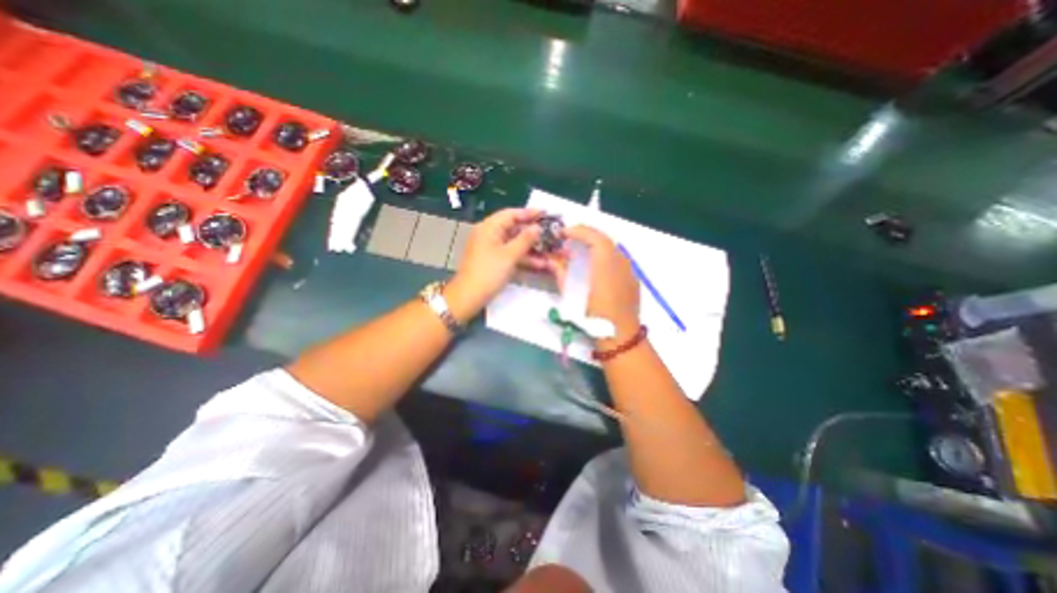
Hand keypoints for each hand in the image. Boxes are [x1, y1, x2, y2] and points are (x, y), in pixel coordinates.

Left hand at [445, 205, 543, 318]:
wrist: (469, 297)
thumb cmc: (488, 273)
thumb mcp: (509, 255)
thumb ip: (525, 240)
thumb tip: (537, 227)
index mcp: (489, 228)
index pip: (511, 214)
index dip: (529, 213)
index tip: (546, 214)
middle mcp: (489, 235)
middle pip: (514, 228)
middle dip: (532, 233)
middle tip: (551, 234)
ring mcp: (491, 249)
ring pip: (514, 243)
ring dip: (531, 248)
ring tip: (550, 251)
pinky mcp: (494, 261)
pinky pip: (511, 254)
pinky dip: (523, 258)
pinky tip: (540, 264)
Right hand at [561, 227, 635, 347]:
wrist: (620, 336)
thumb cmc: (594, 319)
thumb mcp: (573, 297)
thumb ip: (561, 274)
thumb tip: (552, 259)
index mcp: (606, 267)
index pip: (595, 238)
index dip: (579, 231)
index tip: (564, 232)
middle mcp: (621, 263)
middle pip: (605, 239)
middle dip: (586, 234)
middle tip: (569, 236)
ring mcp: (629, 269)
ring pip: (612, 246)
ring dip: (595, 242)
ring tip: (580, 246)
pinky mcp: (632, 277)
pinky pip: (618, 256)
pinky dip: (604, 252)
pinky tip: (595, 261)